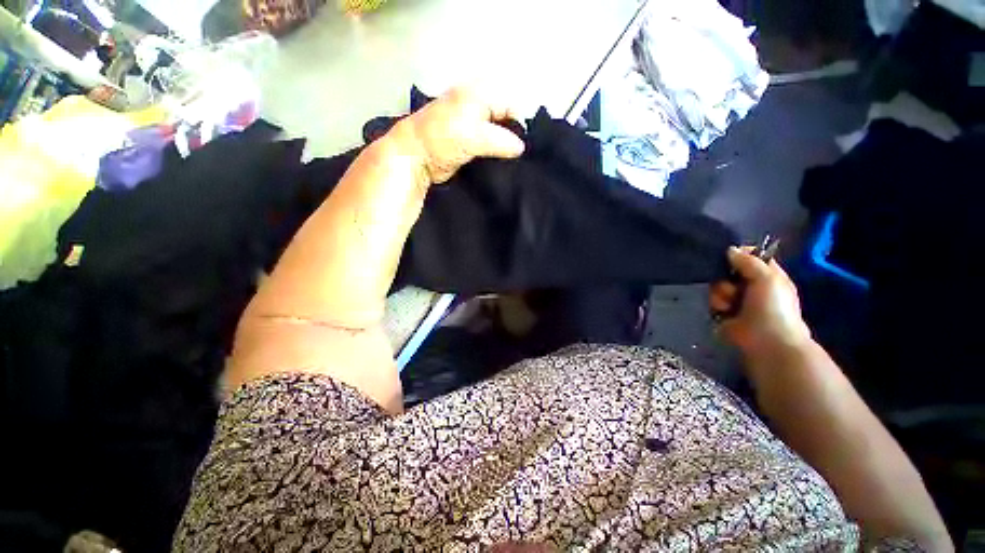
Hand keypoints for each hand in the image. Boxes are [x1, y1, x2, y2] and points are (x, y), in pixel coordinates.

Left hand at [394, 87, 525, 183]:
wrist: (416, 157)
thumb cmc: (442, 138)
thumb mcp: (474, 137)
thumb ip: (501, 141)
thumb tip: (522, 148)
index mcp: (480, 92)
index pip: (511, 105)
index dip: (518, 125)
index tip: (521, 147)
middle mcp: (478, 104)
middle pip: (505, 118)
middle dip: (512, 136)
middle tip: (517, 157)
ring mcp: (472, 123)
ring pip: (498, 133)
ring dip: (503, 147)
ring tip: (510, 162)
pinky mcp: (468, 140)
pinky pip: (488, 144)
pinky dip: (494, 153)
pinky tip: (499, 164)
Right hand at [710, 247, 811, 358]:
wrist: (767, 341)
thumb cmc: (773, 307)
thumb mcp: (767, 278)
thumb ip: (748, 261)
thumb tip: (730, 250)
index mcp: (767, 276)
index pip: (751, 257)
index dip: (740, 255)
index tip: (731, 256)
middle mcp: (751, 286)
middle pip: (728, 272)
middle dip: (725, 277)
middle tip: (733, 285)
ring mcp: (737, 300)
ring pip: (717, 286)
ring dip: (721, 293)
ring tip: (731, 304)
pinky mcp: (723, 312)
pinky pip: (712, 301)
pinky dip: (717, 305)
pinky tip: (724, 311)